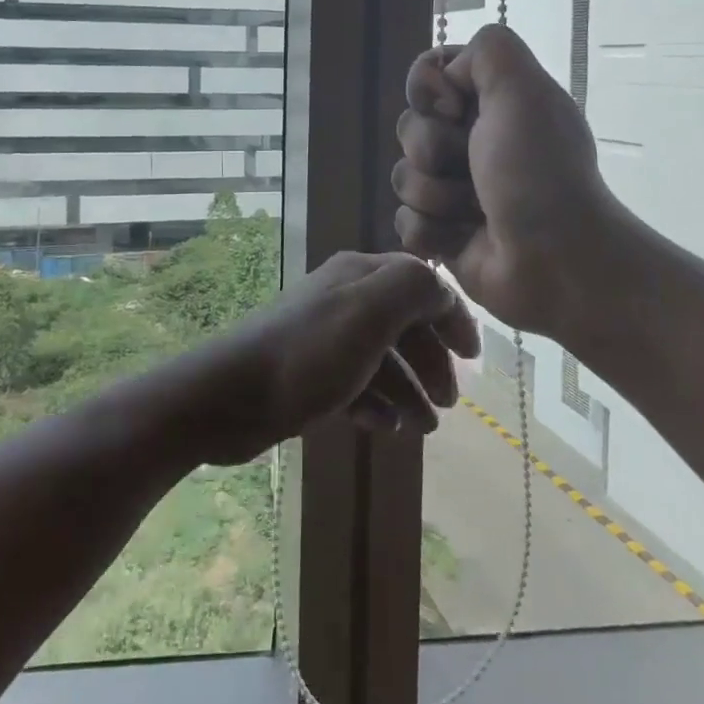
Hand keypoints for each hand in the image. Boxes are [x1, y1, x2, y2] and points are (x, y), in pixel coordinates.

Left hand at [180, 251, 480, 465]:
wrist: (231, 396)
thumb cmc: (308, 353)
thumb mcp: (370, 311)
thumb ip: (415, 289)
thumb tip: (442, 291)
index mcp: (359, 275)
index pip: (420, 282)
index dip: (450, 315)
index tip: (472, 357)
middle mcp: (343, 299)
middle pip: (403, 323)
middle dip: (431, 361)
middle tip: (449, 404)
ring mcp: (324, 337)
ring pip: (382, 359)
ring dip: (409, 390)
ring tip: (423, 429)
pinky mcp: (308, 373)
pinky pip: (355, 385)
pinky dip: (376, 404)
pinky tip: (384, 428)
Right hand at [393, 24, 613, 333]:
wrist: (558, 261)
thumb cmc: (539, 172)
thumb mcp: (524, 89)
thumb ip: (487, 49)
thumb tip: (448, 76)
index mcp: (492, 104)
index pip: (428, 76)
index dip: (429, 90)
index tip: (455, 109)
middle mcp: (471, 141)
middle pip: (409, 126)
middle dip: (433, 148)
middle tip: (472, 166)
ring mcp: (454, 189)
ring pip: (403, 176)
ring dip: (436, 194)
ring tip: (474, 211)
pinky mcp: (442, 234)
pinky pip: (405, 221)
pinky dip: (431, 231)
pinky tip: (461, 239)